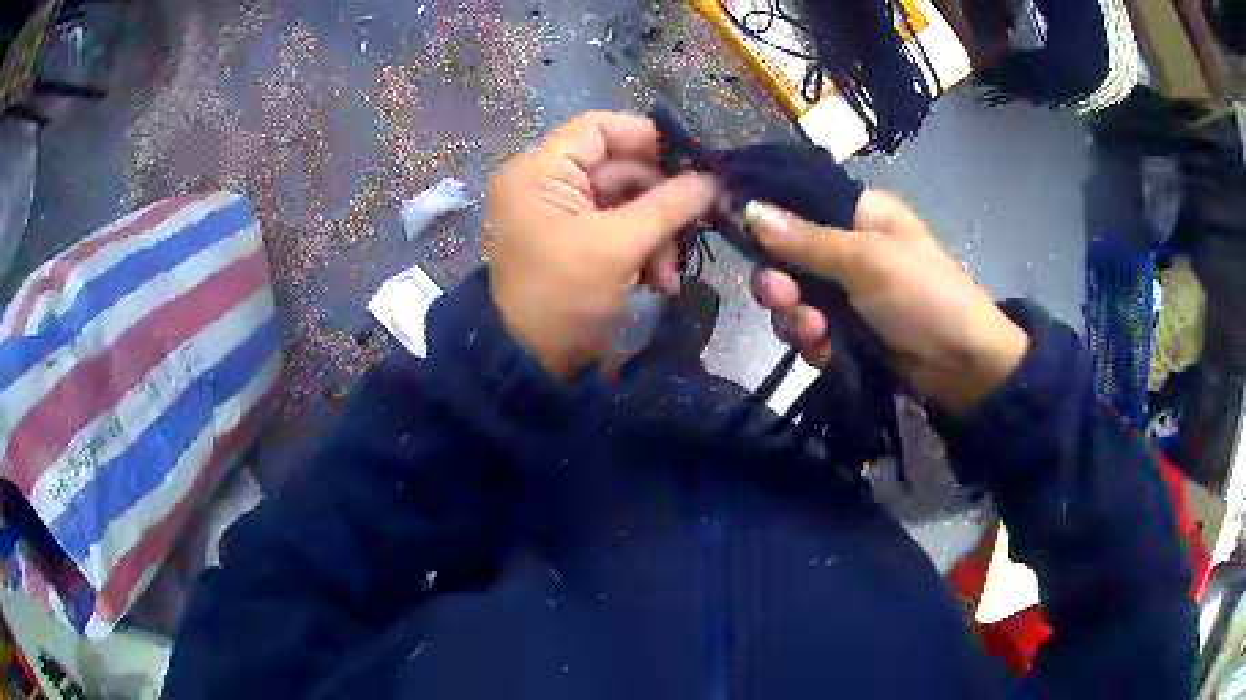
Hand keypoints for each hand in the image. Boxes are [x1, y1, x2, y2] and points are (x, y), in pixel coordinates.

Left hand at [485, 112, 717, 378]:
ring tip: (667, 275)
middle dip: (659, 204)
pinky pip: (618, 229)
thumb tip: (713, 180)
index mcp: (539, 171)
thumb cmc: (563, 298)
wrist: (529, 367)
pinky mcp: (573, 242)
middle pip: (618, 167)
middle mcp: (545, 183)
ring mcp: (559, 214)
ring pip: (626, 202)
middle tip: (693, 229)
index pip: (598, 128)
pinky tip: (658, 283)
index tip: (693, 161)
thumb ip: (669, 205)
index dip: (647, 138)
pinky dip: (643, 252)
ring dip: (656, 236)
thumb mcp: (618, 246)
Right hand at [746, 190, 1028, 413]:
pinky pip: (810, 331)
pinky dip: (812, 343)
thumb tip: (747, 209)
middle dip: (780, 282)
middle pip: (787, 256)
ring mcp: (847, 293)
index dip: (765, 218)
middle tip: (780, 297)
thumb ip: (805, 240)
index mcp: (859, 214)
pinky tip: (825, 353)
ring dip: (795, 318)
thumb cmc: (924, 296)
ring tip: (814, 334)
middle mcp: (848, 247)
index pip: (798, 203)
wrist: (963, 367)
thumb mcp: (866, 261)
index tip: (736, 233)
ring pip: (794, 299)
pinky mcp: (847, 331)